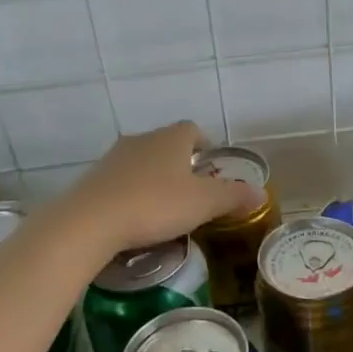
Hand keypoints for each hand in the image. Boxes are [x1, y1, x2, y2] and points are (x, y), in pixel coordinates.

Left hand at [61, 122, 265, 255]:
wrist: (90, 222)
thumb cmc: (155, 205)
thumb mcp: (203, 203)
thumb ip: (233, 196)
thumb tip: (261, 193)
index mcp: (172, 139)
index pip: (193, 130)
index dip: (204, 145)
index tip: (210, 167)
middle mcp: (142, 139)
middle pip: (166, 145)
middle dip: (179, 164)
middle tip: (192, 192)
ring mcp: (113, 158)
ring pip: (141, 162)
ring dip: (153, 179)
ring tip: (164, 209)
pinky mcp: (92, 180)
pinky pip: (120, 182)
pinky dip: (130, 194)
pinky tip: (135, 218)